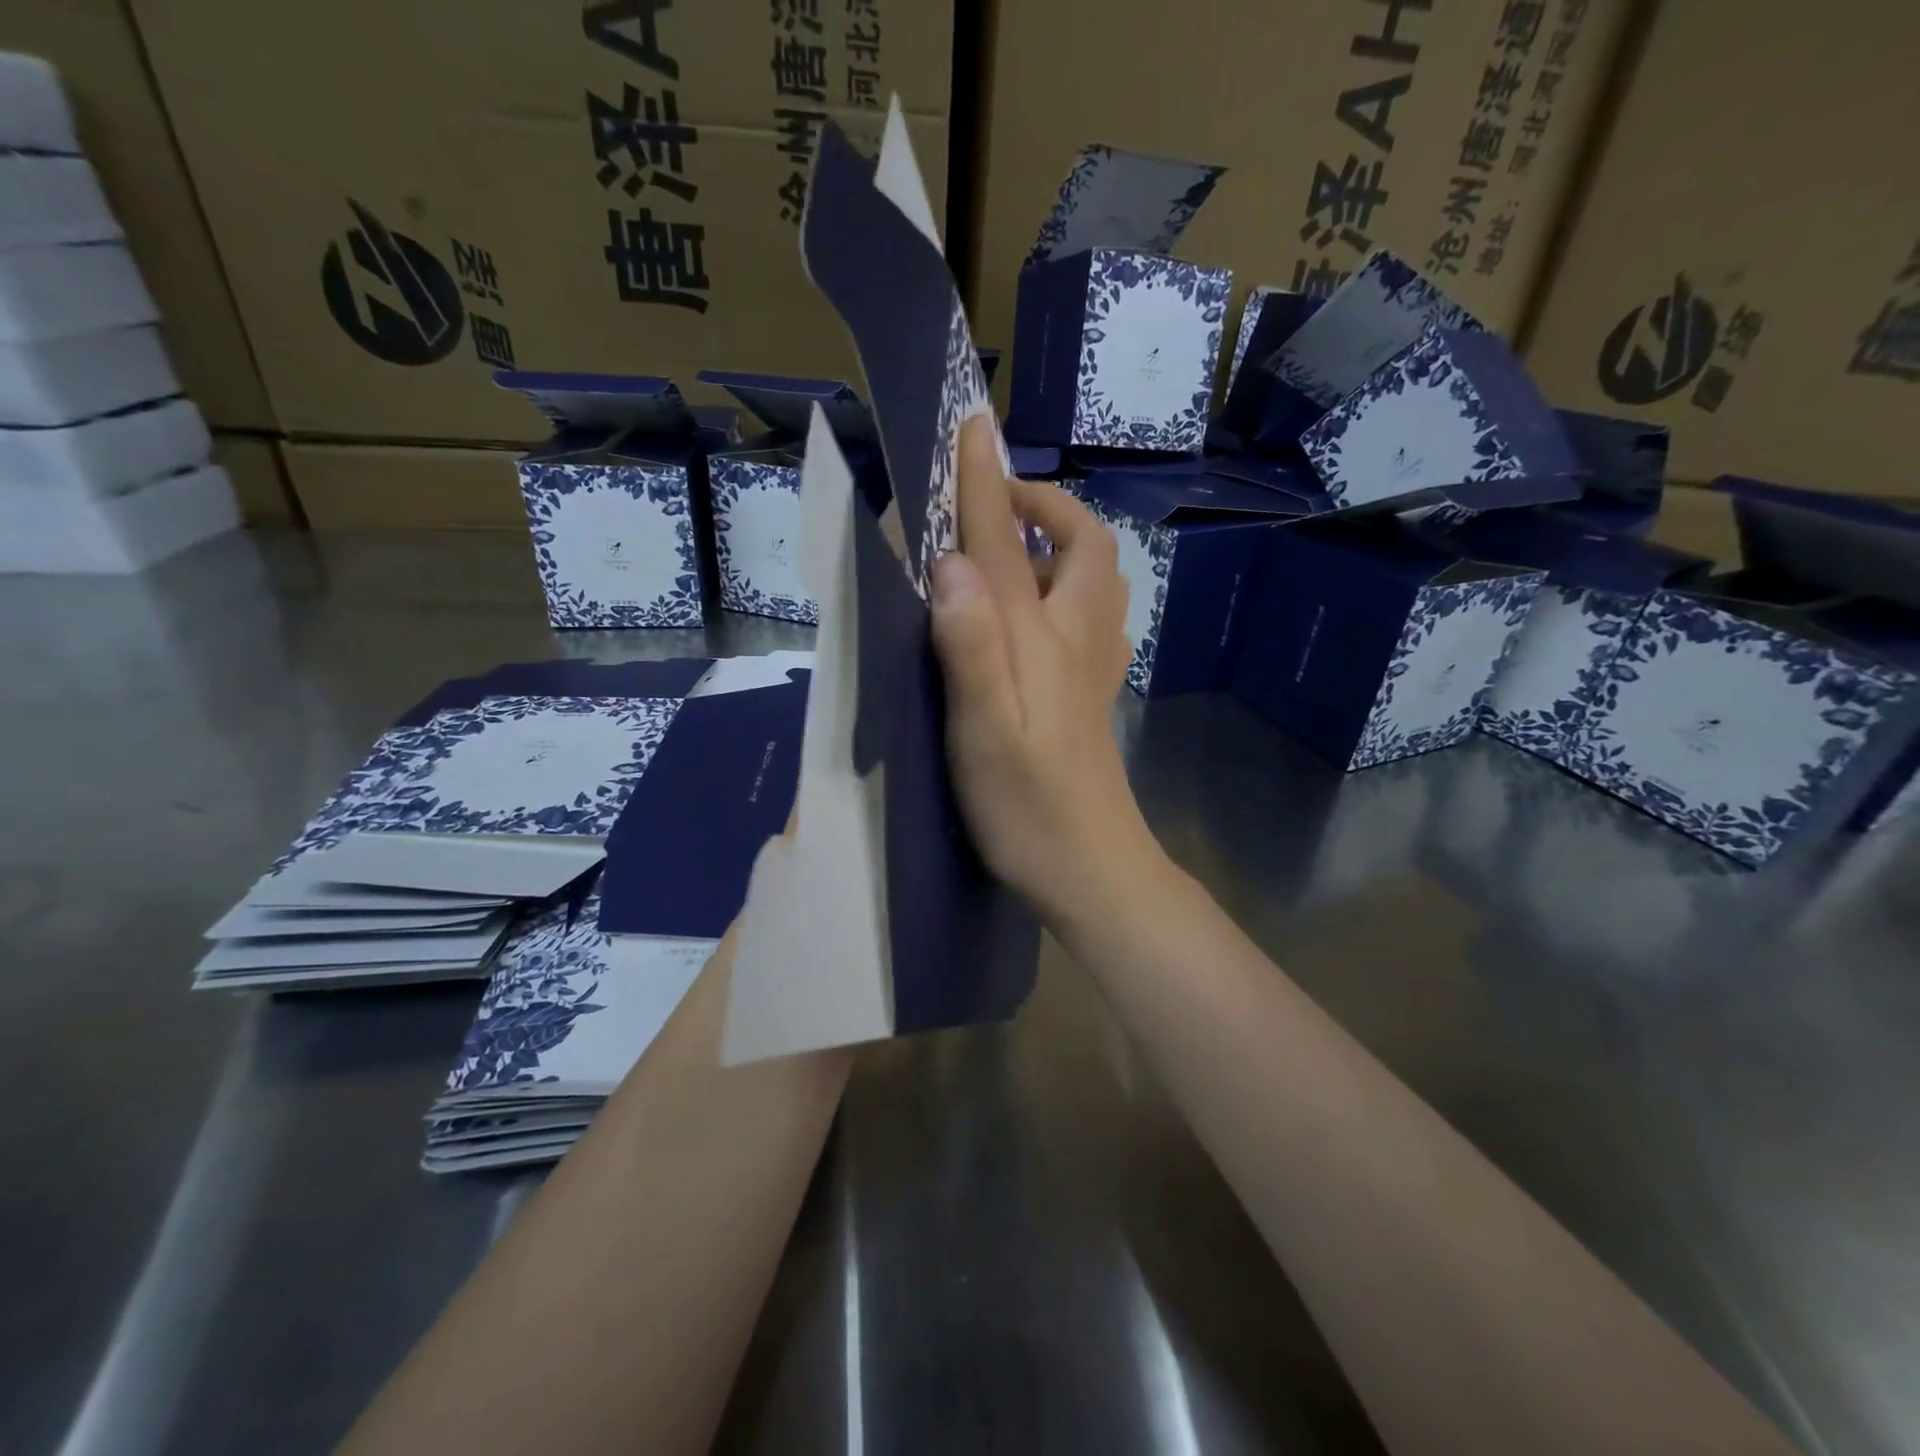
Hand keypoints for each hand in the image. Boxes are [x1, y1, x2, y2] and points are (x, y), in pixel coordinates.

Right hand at [929, 417, 1164, 926]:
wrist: (1092, 869)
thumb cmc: (1029, 807)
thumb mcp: (984, 729)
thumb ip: (968, 644)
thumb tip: (950, 562)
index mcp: (1040, 638)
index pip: (1009, 542)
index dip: (985, 482)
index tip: (971, 426)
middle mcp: (1074, 639)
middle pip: (1082, 546)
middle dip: (1045, 505)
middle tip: (998, 502)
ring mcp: (1091, 668)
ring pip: (1096, 580)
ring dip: (1062, 542)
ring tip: (1017, 545)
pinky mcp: (1090, 697)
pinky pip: (1093, 618)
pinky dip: (1070, 589)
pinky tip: (1043, 612)